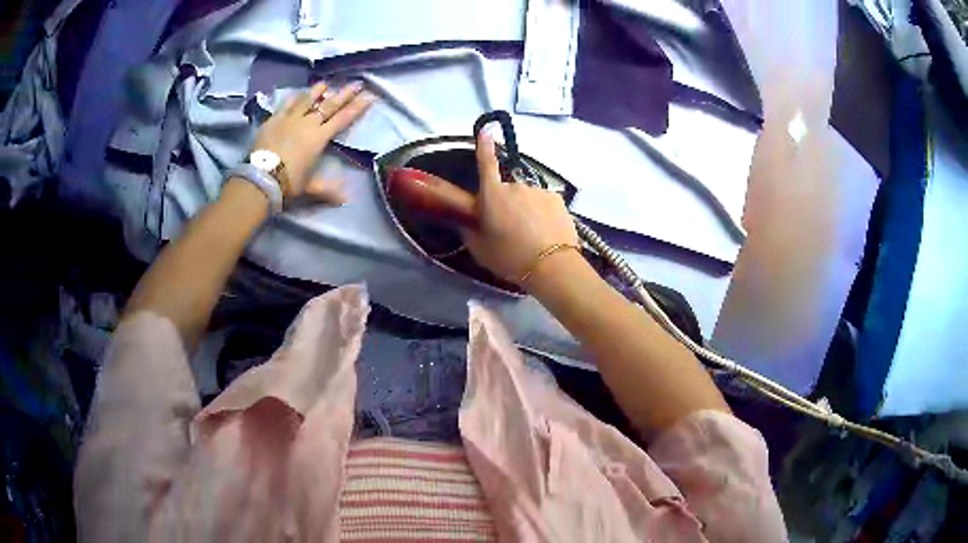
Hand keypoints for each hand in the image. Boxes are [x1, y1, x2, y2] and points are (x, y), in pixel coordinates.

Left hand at [251, 81, 373, 203]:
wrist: (261, 178)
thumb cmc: (288, 183)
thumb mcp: (310, 187)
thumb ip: (327, 190)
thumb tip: (345, 200)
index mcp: (319, 138)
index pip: (343, 119)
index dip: (357, 107)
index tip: (369, 96)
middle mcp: (307, 123)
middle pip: (328, 105)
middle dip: (344, 94)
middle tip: (356, 83)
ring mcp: (289, 119)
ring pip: (306, 100)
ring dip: (317, 91)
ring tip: (325, 84)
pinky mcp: (273, 120)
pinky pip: (285, 105)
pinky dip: (293, 98)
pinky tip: (297, 94)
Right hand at [462, 134, 579, 284]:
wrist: (552, 266)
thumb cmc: (510, 257)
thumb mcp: (479, 249)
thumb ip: (469, 230)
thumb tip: (465, 221)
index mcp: (492, 195)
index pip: (485, 164)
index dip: (484, 147)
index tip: (485, 130)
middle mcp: (515, 186)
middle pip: (507, 191)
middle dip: (507, 204)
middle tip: (510, 230)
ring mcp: (538, 191)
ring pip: (528, 198)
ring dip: (527, 210)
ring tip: (531, 236)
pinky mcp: (557, 200)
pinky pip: (544, 204)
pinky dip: (543, 214)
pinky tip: (546, 233)